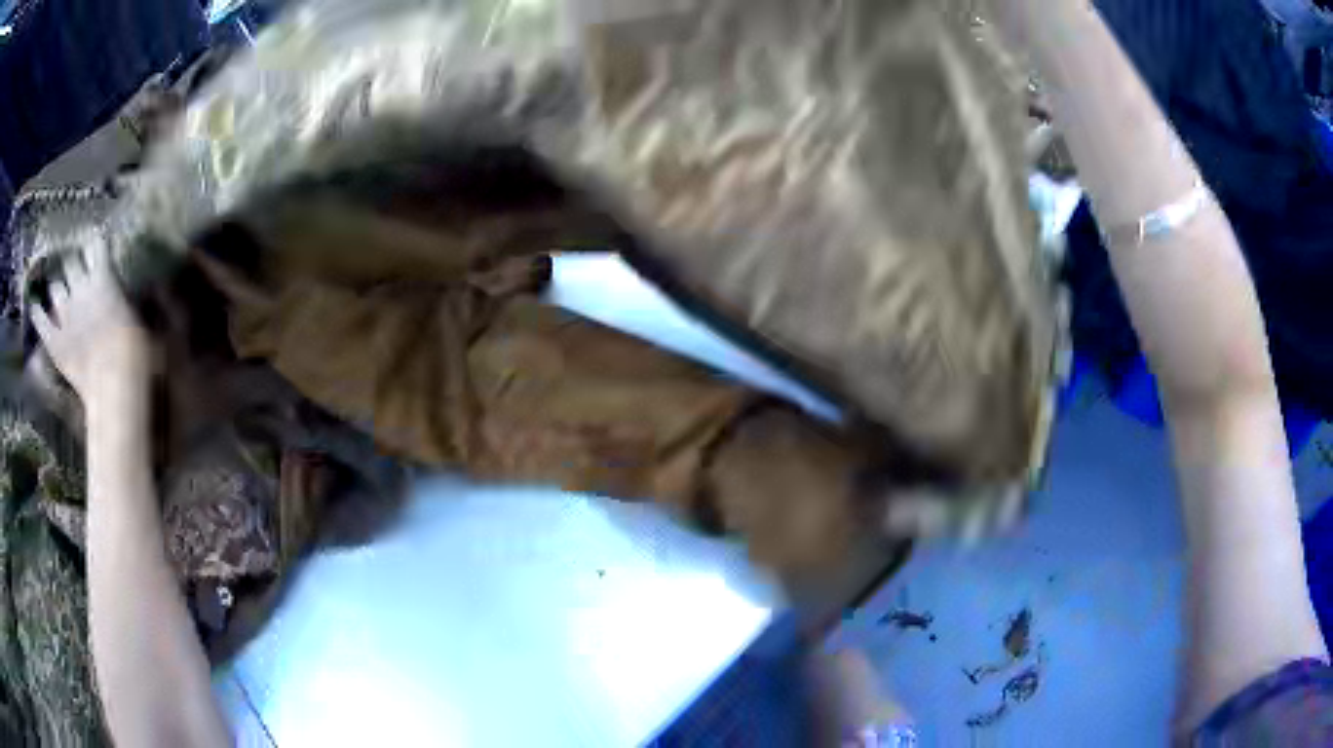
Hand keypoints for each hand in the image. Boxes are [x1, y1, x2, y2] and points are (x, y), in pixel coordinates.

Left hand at [32, 237, 150, 404]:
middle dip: (73, 264)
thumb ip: (140, 296)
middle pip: (71, 262)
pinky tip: (34, 306)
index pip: (95, 243)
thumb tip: (150, 282)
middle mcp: (80, 288)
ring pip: (55, 287)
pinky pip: (40, 321)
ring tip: (59, 289)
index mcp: (103, 277)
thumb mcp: (145, 319)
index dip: (95, 241)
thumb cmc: (136, 354)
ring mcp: (64, 316)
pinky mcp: (54, 343)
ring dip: (57, 287)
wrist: (115, 391)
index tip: (96, 242)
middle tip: (76, 268)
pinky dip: (36, 312)